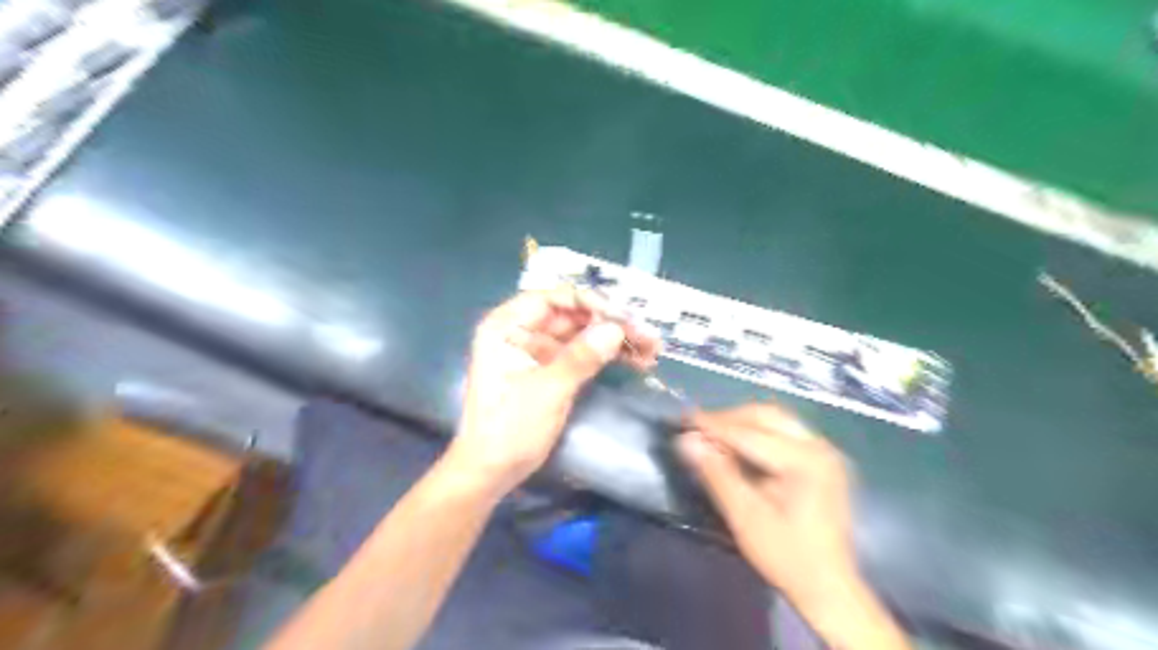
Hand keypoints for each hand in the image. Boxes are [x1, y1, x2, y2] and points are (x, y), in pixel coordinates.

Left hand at [445, 287, 654, 494]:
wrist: (491, 473)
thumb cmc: (509, 430)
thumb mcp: (547, 391)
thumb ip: (581, 357)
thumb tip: (615, 329)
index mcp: (507, 327)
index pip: (552, 299)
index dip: (589, 302)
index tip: (622, 316)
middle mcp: (522, 332)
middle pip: (572, 316)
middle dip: (610, 324)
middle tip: (647, 335)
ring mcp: (537, 352)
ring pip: (582, 335)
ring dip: (614, 339)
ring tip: (651, 349)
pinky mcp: (550, 371)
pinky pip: (582, 354)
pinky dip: (607, 356)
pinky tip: (636, 361)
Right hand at [676, 407, 853, 614]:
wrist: (829, 589)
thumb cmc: (786, 556)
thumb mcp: (745, 517)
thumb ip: (716, 473)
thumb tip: (686, 440)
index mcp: (805, 460)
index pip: (750, 433)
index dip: (713, 425)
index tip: (684, 418)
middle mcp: (819, 446)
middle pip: (766, 416)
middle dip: (729, 419)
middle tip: (698, 428)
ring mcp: (825, 452)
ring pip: (775, 421)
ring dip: (742, 424)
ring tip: (714, 437)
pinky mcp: (823, 461)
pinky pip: (784, 433)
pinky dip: (757, 434)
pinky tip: (738, 448)